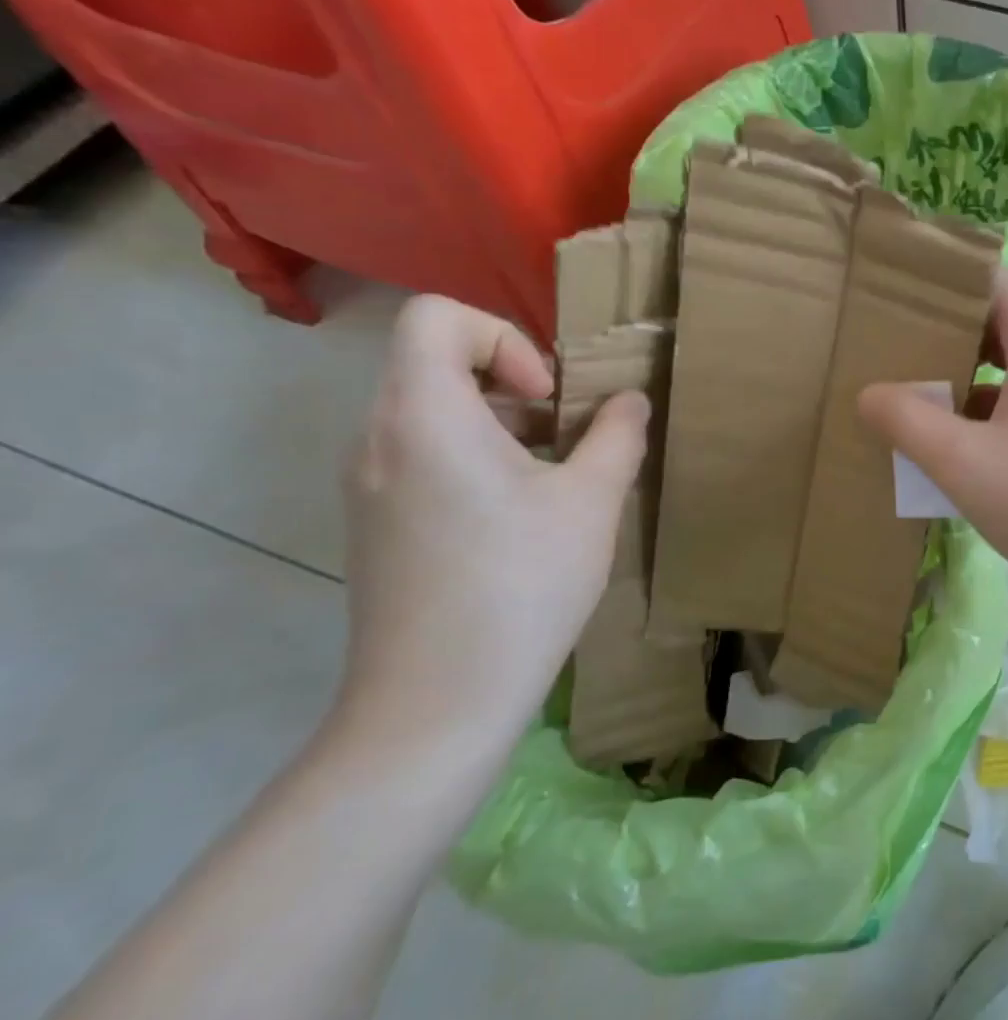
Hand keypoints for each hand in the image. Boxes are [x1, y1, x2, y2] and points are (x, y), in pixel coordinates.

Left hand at [336, 297, 647, 755]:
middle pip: (435, 363)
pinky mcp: (374, 524)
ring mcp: (368, 484)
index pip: (437, 317)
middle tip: (566, 434)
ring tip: (554, 477)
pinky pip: (422, 457)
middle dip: (513, 383)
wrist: (437, 702)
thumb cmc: (521, 585)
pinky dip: (475, 460)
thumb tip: (628, 401)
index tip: (546, 399)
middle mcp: (379, 438)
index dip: (504, 337)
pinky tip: (520, 519)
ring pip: (431, 413)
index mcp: (425, 415)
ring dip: (500, 424)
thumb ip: (617, 436)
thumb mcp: (591, 502)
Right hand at [860, 271, 1007, 640]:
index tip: (885, 301)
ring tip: (906, 398)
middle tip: (884, 354)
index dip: (935, 282)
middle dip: (940, 334)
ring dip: (962, 379)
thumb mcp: (964, 463)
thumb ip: (908, 421)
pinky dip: (988, 413)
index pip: (985, 277)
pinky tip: (951, 446)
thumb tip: (869, 394)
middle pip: (996, 319)